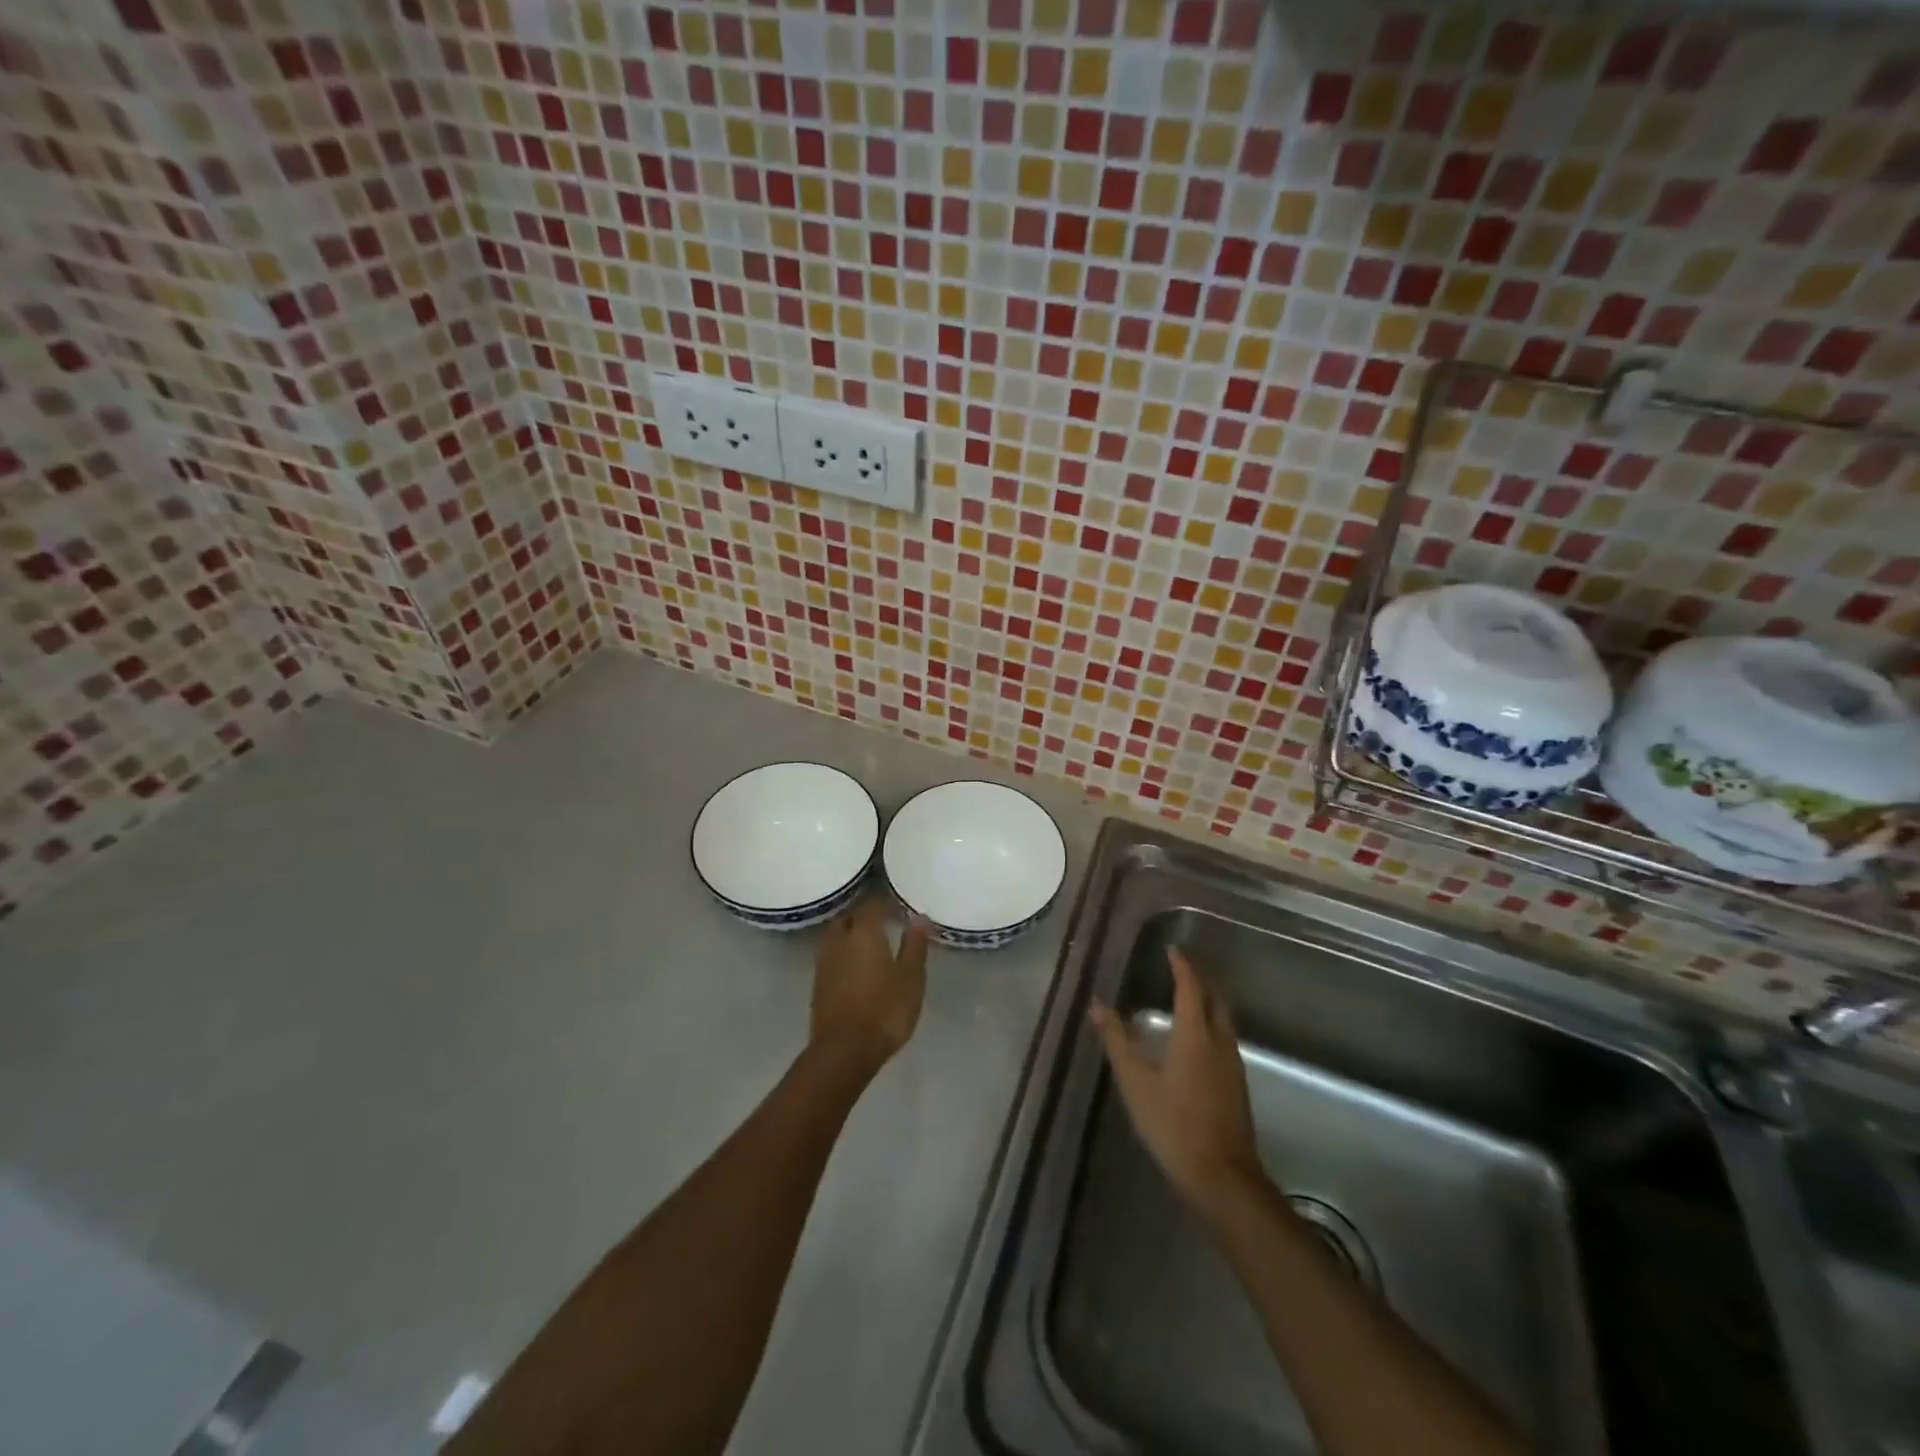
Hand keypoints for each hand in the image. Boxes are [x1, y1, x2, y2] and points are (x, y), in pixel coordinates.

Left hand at [810, 897, 928, 1075]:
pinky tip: (855, 966)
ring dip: (850, 934)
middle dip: (864, 916)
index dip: (886, 903)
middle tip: (883, 923)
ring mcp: (824, 962)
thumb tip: (919, 917)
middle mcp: (839, 940)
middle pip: (849, 917)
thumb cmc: (885, 1010)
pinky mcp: (817, 983)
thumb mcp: (911, 977)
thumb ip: (914, 945)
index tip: (899, 909)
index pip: (873, 905)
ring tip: (869, 943)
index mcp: (863, 932)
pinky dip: (843, 954)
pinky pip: (831, 956)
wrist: (844, 1051)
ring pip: (836, 936)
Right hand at [1090, 948, 1265, 1217]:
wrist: (1222, 1176)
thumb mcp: (1135, 1082)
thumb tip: (1097, 1004)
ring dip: (1208, 999)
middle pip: (1215, 997)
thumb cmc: (1173, 1124)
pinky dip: (1212, 1021)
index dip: (1182, 965)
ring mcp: (1232, 1064)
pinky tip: (1199, 1037)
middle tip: (1182, 965)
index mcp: (1195, 1034)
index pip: (1190, 987)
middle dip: (1200, 977)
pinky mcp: (1237, 1084)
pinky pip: (1226, 1036)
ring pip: (1224, 1017)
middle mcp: (1219, 1041)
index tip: (1172, 949)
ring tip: (1189, 993)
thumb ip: (1117, 1041)